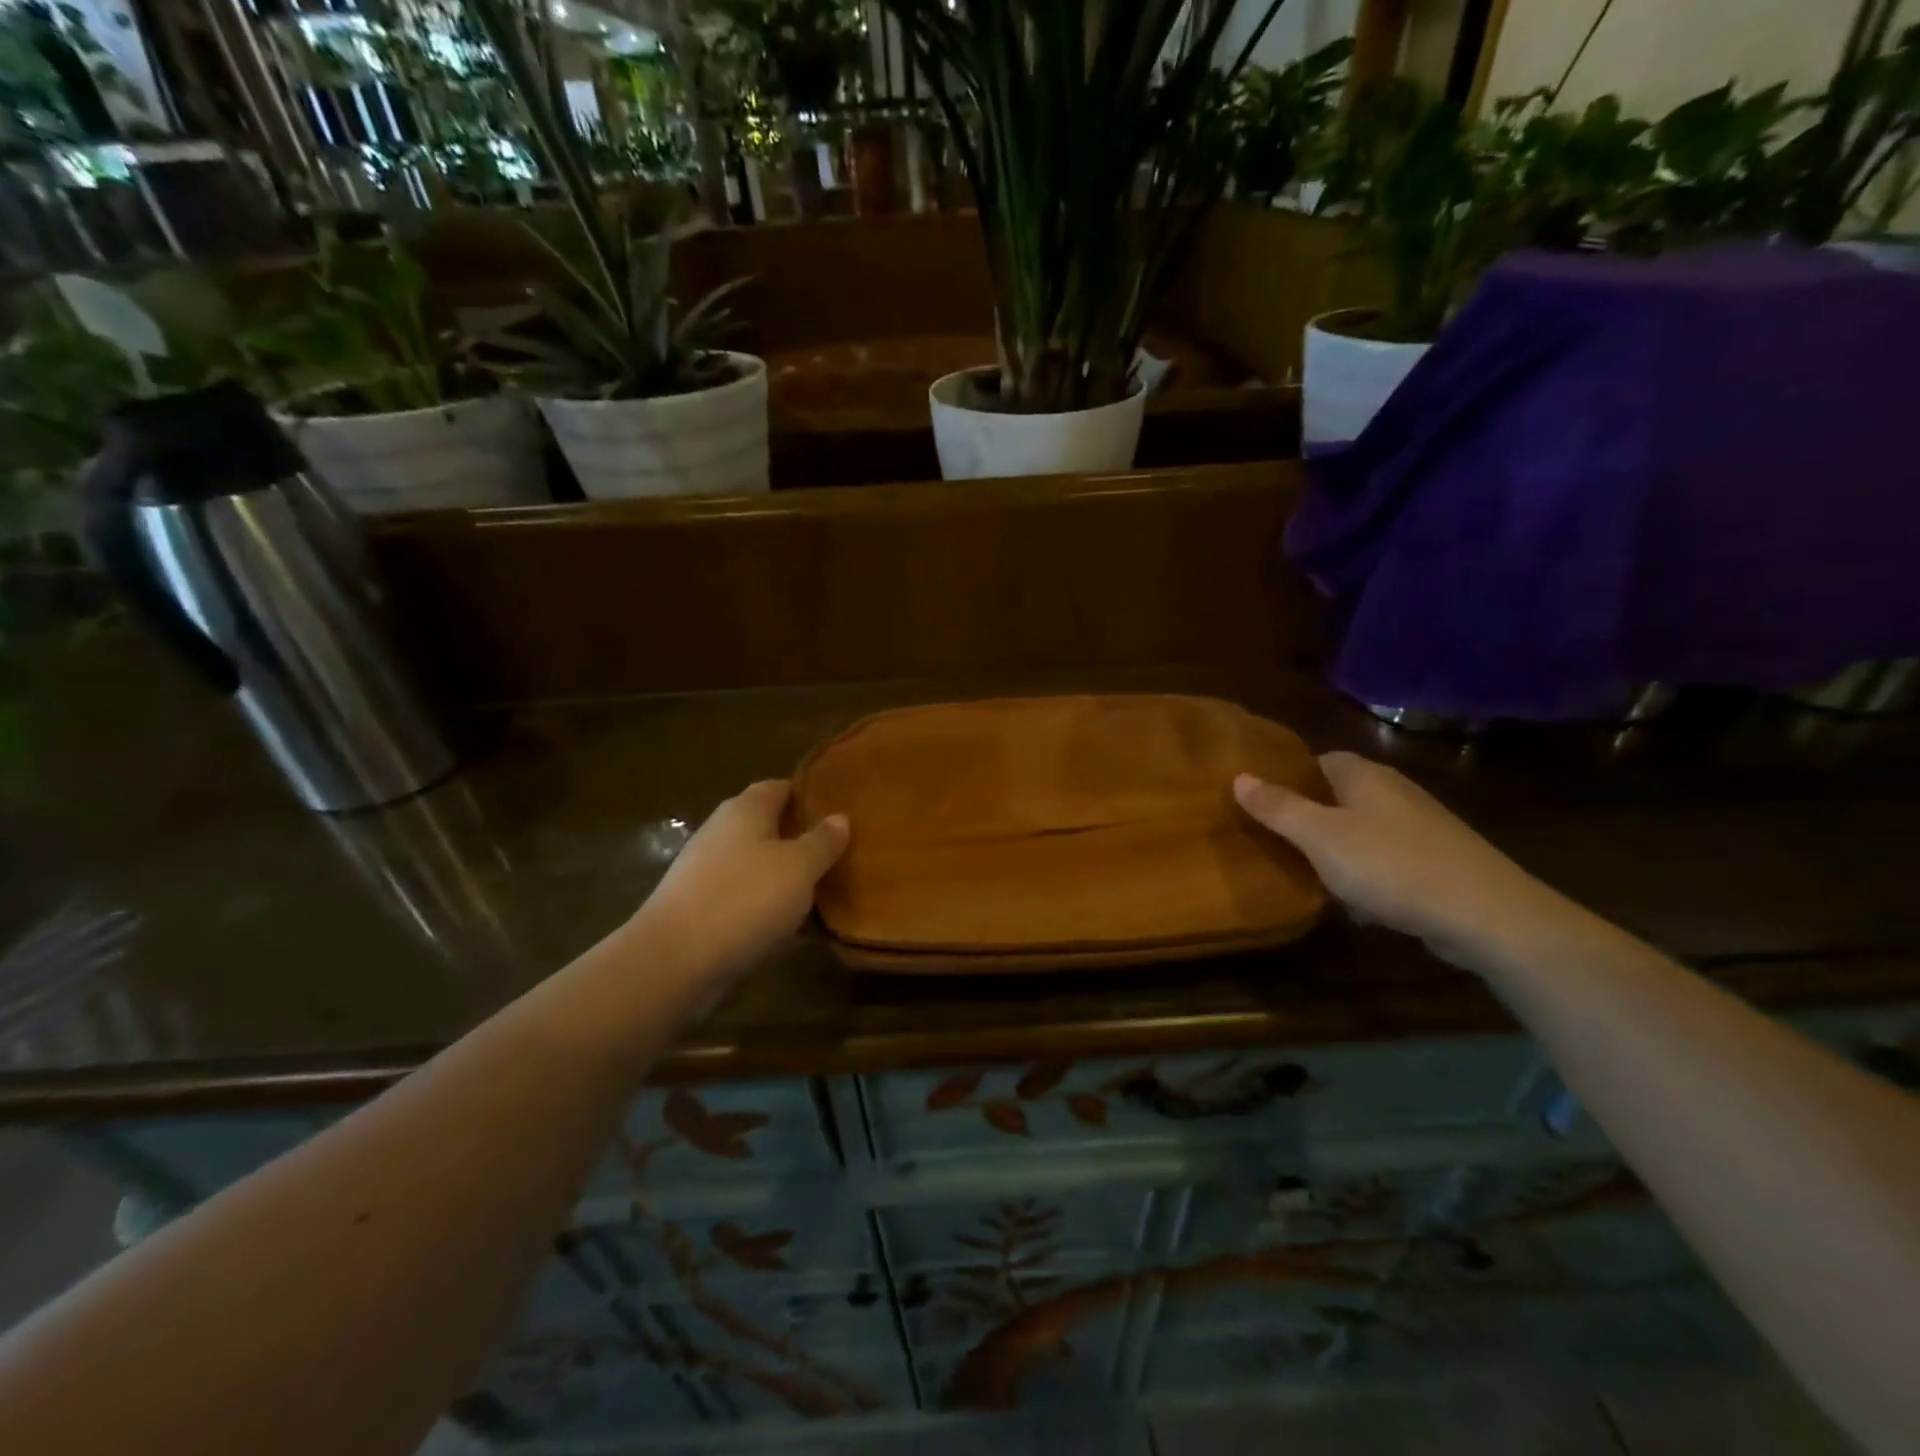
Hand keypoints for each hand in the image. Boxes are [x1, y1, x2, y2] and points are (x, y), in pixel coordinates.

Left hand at [638, 780, 849, 989]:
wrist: (675, 959)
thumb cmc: (745, 898)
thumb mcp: (800, 867)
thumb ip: (823, 841)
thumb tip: (840, 817)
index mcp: (745, 809)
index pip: (781, 787)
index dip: (810, 795)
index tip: (840, 809)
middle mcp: (722, 831)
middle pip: (768, 825)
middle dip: (801, 837)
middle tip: (840, 852)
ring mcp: (707, 869)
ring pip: (757, 863)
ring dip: (786, 875)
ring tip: (824, 890)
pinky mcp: (700, 906)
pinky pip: (744, 896)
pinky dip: (768, 905)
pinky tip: (792, 926)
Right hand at [1234, 752, 1566, 970]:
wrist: (1486, 914)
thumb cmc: (1391, 865)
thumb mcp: (1320, 836)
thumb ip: (1278, 807)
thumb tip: (1238, 776)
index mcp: (1365, 776)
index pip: (1318, 760)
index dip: (1287, 776)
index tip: (1257, 798)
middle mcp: (1394, 792)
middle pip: (1338, 794)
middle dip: (1307, 813)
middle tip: (1269, 836)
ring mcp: (1420, 827)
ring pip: (1362, 828)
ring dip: (1334, 846)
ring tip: (1301, 868)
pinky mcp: (1437, 862)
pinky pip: (1385, 858)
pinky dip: (1364, 871)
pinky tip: (1352, 899)